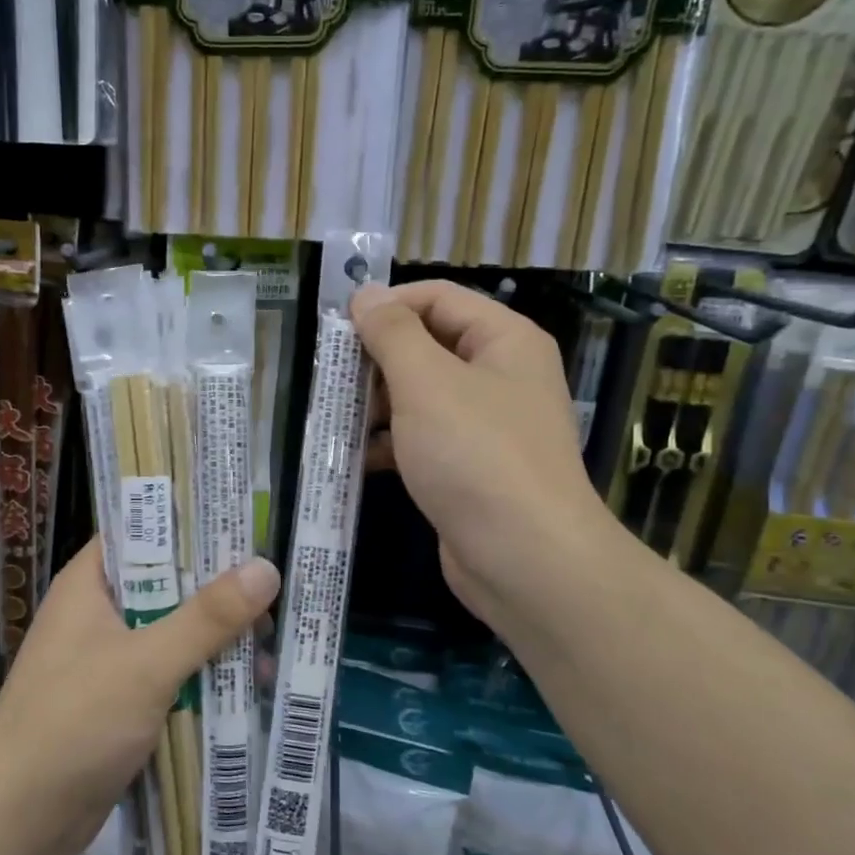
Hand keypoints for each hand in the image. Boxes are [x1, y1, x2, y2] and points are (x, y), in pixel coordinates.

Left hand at [0, 539, 279, 854]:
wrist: (14, 823)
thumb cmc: (73, 722)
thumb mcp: (146, 663)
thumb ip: (207, 617)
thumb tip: (266, 567)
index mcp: (91, 584)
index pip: (142, 532)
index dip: (190, 523)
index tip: (245, 524)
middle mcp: (98, 615)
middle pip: (166, 585)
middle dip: (218, 589)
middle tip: (277, 585)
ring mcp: (109, 661)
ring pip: (173, 634)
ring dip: (217, 639)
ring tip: (275, 639)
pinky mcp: (120, 704)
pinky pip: (170, 676)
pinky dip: (204, 677)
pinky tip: (250, 684)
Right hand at [352, 280, 615, 632]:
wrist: (525, 559)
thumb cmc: (475, 455)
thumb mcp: (426, 382)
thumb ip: (392, 333)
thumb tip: (366, 295)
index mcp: (504, 340)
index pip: (437, 297)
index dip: (386, 306)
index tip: (336, 330)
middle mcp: (500, 375)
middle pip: (428, 346)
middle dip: (376, 360)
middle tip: (329, 378)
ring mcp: (486, 426)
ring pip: (420, 396)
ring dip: (376, 404)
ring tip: (333, 417)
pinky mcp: (470, 468)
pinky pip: (423, 439)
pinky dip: (390, 443)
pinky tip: (354, 457)